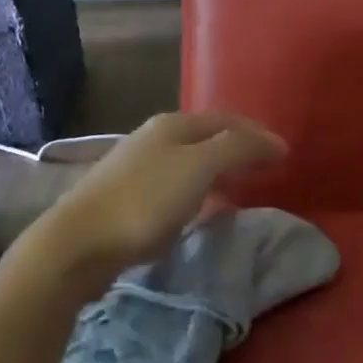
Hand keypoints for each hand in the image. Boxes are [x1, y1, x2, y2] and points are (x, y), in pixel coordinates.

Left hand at [40, 113, 285, 283]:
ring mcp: (137, 167)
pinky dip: (199, 190)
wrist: (78, 243)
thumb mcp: (199, 168)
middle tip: (267, 170)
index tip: (284, 155)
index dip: (257, 134)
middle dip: (239, 149)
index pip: (227, 120)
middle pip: (208, 137)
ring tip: (241, 188)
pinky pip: (176, 185)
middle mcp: (154, 138)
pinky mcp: (127, 197)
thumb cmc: (144, 200)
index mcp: (173, 125)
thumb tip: (277, 142)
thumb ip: (239, 149)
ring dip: (219, 170)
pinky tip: (202, 208)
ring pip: (190, 161)